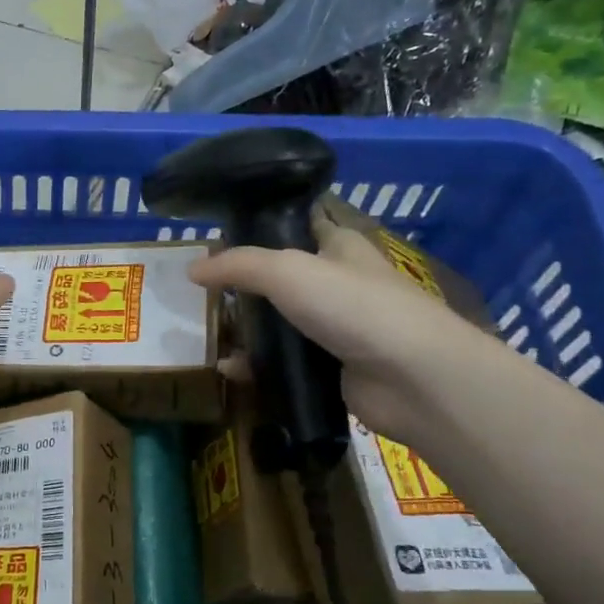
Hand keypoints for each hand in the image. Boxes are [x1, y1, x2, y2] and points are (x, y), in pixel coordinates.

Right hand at [189, 227, 484, 444]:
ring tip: (207, 335)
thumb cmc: (353, 306)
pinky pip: (284, 363)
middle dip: (242, 287)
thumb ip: (237, 266)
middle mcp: (338, 283)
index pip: (297, 226)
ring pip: (279, 324)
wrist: (412, 377)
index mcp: (338, 246)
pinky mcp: (331, 369)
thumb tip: (192, 269)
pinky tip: (231, 370)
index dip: (260, 229)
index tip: (218, 240)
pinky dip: (257, 366)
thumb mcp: (286, 271)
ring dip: (246, 331)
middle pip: (280, 279)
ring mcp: (336, 329)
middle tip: (202, 295)